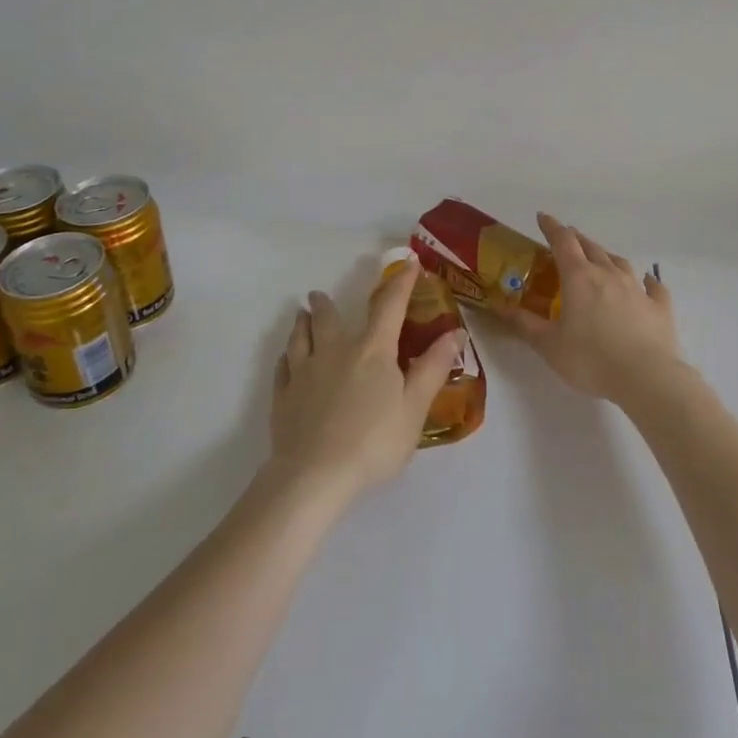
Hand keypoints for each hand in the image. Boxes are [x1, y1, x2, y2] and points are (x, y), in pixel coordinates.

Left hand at [267, 257, 466, 502]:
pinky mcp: (283, 395)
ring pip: (300, 337)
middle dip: (326, 302)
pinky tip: (286, 359)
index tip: (408, 262)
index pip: (389, 306)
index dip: (401, 282)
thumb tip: (455, 332)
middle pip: (329, 318)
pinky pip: (283, 367)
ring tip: (300, 314)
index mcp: (372, 350)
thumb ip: (432, 368)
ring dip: (301, 322)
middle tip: (319, 293)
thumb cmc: (373, 442)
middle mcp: (335, 350)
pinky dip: (286, 357)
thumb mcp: (414, 408)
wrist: (314, 475)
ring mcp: (304, 371)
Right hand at [501, 213, 685, 406]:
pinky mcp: (659, 307)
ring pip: (619, 262)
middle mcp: (608, 274)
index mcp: (579, 278)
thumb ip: (525, 324)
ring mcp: (637, 289)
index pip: (562, 242)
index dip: (551, 227)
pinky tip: (647, 281)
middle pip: (591, 247)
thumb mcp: (548, 345)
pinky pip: (653, 287)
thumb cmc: (590, 359)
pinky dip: (647, 281)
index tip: (542, 217)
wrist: (646, 378)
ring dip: (606, 256)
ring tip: (600, 256)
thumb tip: (501, 308)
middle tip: (567, 238)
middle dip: (577, 239)